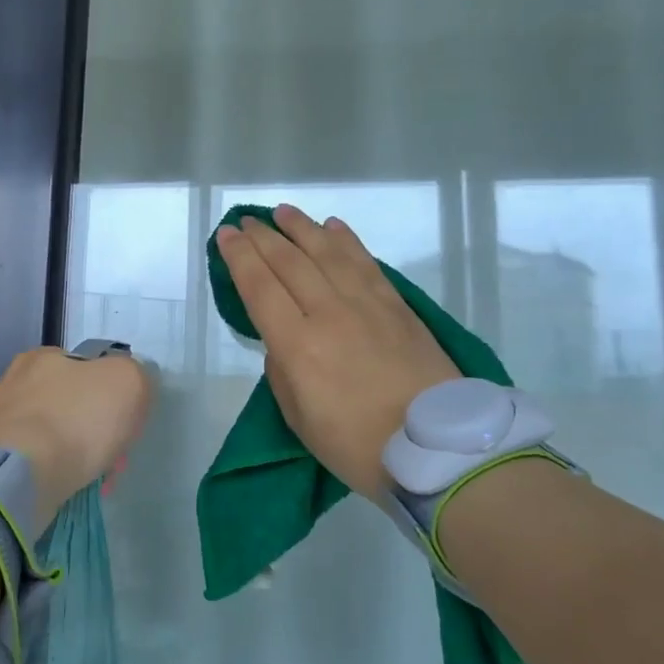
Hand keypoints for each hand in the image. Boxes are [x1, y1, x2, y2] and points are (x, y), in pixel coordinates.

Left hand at [0, 347, 153, 535]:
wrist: (20, 476)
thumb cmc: (76, 420)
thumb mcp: (127, 382)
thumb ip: (136, 375)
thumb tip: (131, 386)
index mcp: (43, 356)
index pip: (90, 369)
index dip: (114, 396)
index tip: (125, 424)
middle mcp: (16, 382)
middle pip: (74, 405)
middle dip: (97, 431)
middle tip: (113, 458)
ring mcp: (1, 423)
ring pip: (56, 436)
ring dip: (79, 455)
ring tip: (95, 480)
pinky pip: (37, 463)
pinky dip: (56, 473)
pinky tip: (68, 487)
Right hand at [216, 205, 458, 505]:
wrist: (437, 450)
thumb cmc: (358, 446)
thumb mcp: (300, 419)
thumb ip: (282, 372)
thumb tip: (281, 339)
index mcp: (298, 345)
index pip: (260, 287)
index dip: (239, 257)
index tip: (226, 235)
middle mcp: (329, 313)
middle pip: (290, 263)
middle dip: (264, 237)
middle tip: (248, 221)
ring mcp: (367, 305)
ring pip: (328, 253)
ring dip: (302, 229)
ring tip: (284, 213)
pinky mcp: (398, 306)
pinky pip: (366, 263)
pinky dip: (347, 241)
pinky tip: (334, 227)